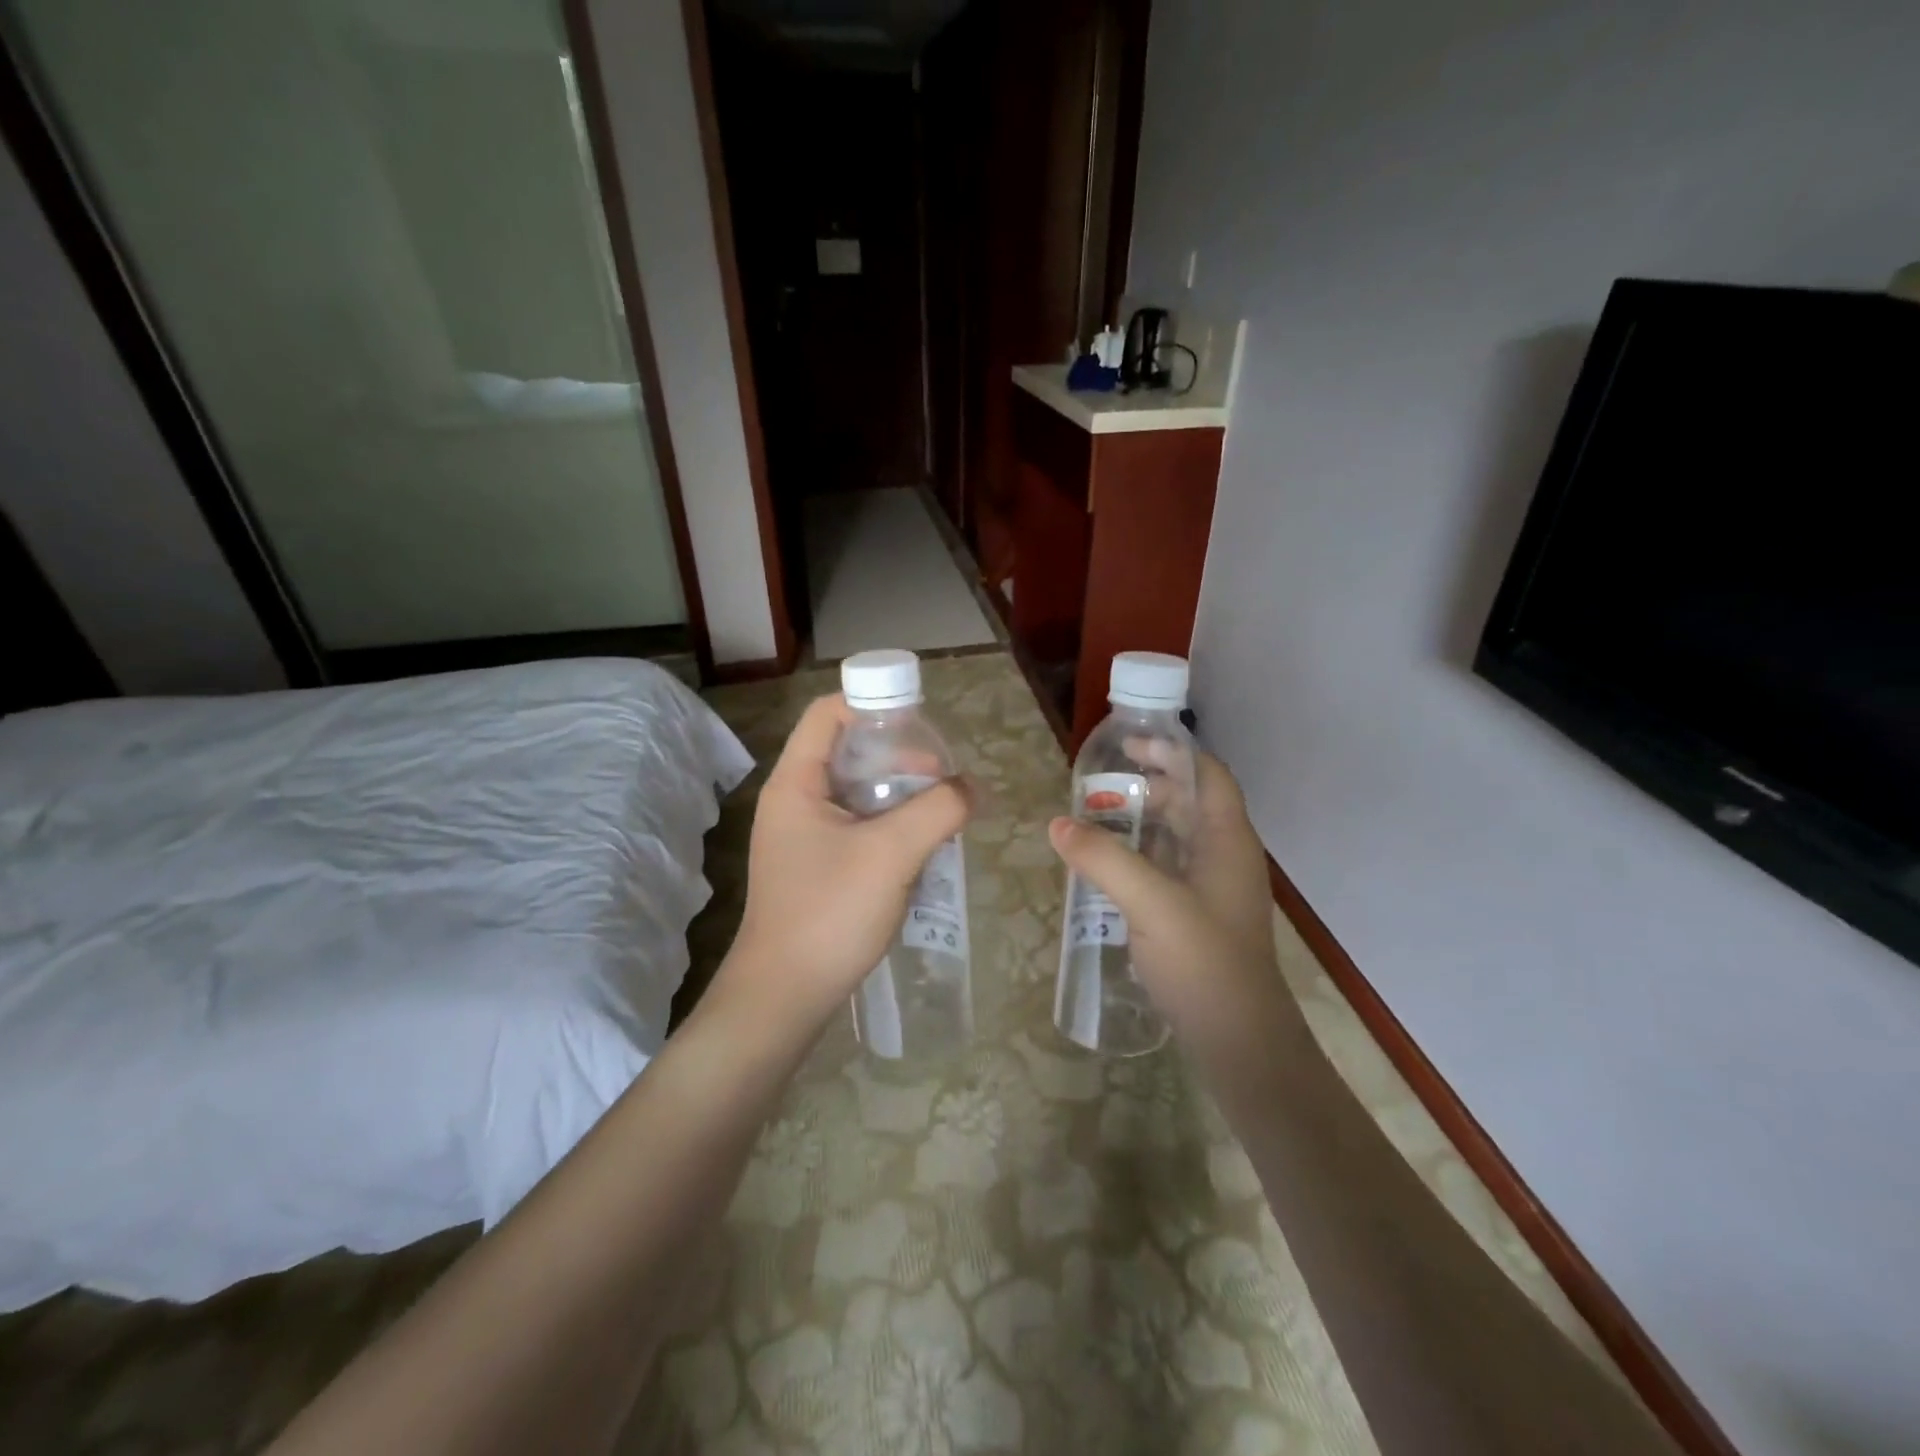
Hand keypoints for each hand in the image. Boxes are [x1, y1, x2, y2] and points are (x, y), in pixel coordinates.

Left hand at [725, 694, 972, 1034]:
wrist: (784, 997)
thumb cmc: (829, 914)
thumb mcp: (890, 854)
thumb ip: (937, 810)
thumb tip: (971, 789)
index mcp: (796, 783)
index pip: (828, 714)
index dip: (873, 705)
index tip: (921, 725)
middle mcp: (794, 800)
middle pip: (847, 750)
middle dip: (897, 755)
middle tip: (940, 776)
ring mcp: (803, 835)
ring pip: (857, 792)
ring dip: (899, 793)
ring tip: (940, 809)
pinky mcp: (816, 865)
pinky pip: (857, 826)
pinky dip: (890, 824)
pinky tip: (921, 844)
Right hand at [1048, 750, 1287, 1049]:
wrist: (1240, 1043)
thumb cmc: (1204, 963)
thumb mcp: (1150, 903)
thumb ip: (1103, 859)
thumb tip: (1058, 825)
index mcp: (1227, 841)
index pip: (1208, 775)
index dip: (1174, 752)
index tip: (1129, 745)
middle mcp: (1225, 857)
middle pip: (1191, 803)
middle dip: (1150, 785)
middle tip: (1100, 784)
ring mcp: (1214, 889)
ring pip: (1178, 837)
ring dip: (1142, 821)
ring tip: (1096, 818)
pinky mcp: (1199, 917)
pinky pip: (1168, 869)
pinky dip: (1140, 855)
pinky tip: (1108, 866)